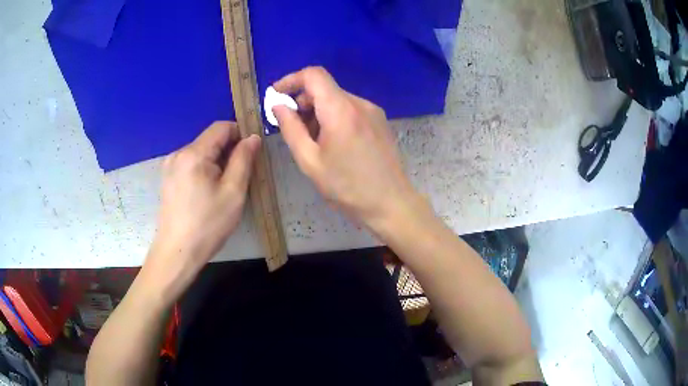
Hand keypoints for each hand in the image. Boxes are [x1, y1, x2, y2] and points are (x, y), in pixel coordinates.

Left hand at [145, 122, 259, 295]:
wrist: (177, 252)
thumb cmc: (208, 224)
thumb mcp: (233, 192)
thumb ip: (244, 160)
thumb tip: (253, 137)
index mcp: (194, 154)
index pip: (221, 127)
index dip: (240, 133)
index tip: (251, 153)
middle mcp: (178, 153)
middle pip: (209, 139)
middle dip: (228, 150)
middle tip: (241, 175)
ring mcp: (170, 166)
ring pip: (200, 152)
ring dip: (216, 161)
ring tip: (224, 187)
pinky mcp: (168, 178)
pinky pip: (190, 164)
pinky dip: (204, 169)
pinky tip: (207, 192)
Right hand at [272, 67, 419, 231]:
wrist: (391, 203)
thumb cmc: (347, 187)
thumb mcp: (310, 161)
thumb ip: (290, 129)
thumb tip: (278, 105)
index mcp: (340, 110)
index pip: (313, 75)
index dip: (291, 80)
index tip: (276, 95)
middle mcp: (359, 103)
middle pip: (325, 87)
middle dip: (303, 101)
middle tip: (292, 127)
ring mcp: (373, 111)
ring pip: (337, 99)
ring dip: (318, 111)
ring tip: (313, 140)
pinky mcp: (380, 121)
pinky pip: (350, 109)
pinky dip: (334, 116)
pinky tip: (333, 142)